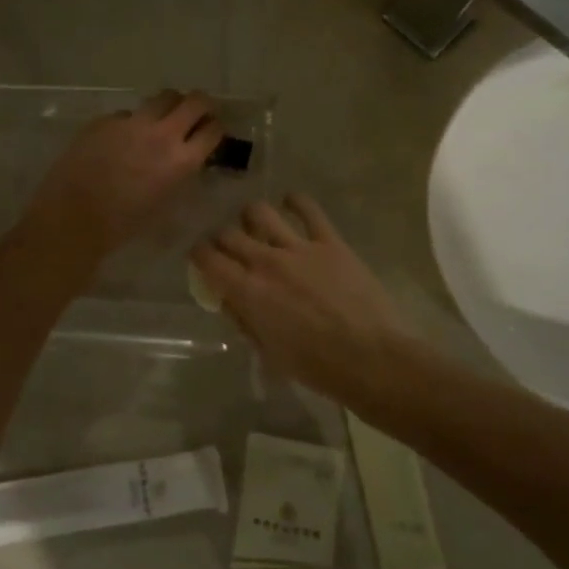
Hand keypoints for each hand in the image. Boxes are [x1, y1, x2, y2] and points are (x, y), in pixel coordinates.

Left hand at [27, 90, 223, 261]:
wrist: (73, 217)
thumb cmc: (122, 224)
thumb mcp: (165, 203)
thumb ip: (180, 175)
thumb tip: (184, 159)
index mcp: (181, 161)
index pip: (212, 130)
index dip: (215, 128)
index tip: (211, 131)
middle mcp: (162, 134)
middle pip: (194, 101)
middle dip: (201, 105)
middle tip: (196, 113)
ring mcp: (131, 122)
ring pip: (162, 98)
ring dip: (169, 106)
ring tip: (161, 119)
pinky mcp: (105, 120)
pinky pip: (127, 113)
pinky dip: (132, 121)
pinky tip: (121, 139)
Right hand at [191, 194, 414, 414]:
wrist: (370, 358)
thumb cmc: (316, 366)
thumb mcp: (268, 352)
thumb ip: (244, 320)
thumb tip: (230, 299)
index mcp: (247, 291)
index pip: (207, 259)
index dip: (198, 254)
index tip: (200, 258)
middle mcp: (266, 262)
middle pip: (229, 233)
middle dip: (221, 238)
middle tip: (228, 247)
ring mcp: (299, 247)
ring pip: (261, 212)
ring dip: (252, 217)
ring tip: (257, 224)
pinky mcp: (329, 241)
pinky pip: (308, 209)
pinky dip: (295, 202)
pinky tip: (291, 204)